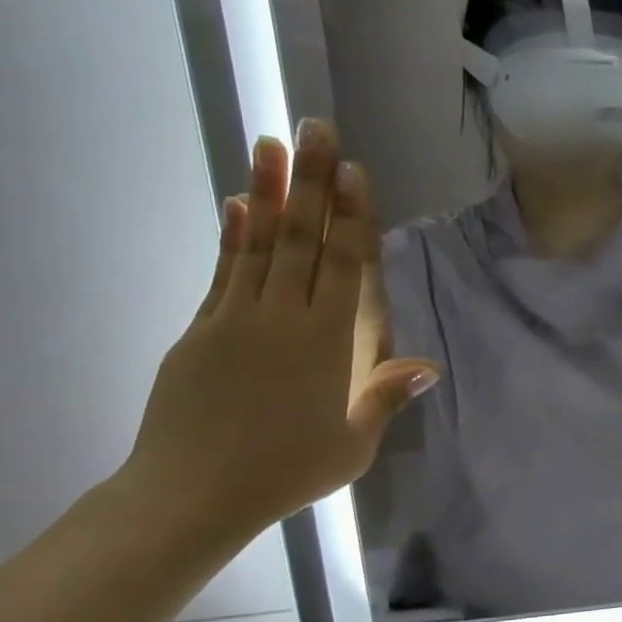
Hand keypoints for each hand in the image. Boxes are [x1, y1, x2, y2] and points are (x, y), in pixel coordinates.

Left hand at [119, 119, 441, 541]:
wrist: (192, 494)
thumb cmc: (286, 472)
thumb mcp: (352, 445)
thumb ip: (385, 396)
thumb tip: (429, 364)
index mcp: (328, 344)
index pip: (344, 266)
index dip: (351, 216)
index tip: (353, 170)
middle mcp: (283, 318)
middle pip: (303, 239)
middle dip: (312, 181)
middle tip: (316, 127)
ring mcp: (236, 319)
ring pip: (259, 244)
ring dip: (268, 192)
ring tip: (272, 144)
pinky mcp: (201, 329)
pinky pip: (223, 272)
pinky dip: (232, 236)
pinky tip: (236, 205)